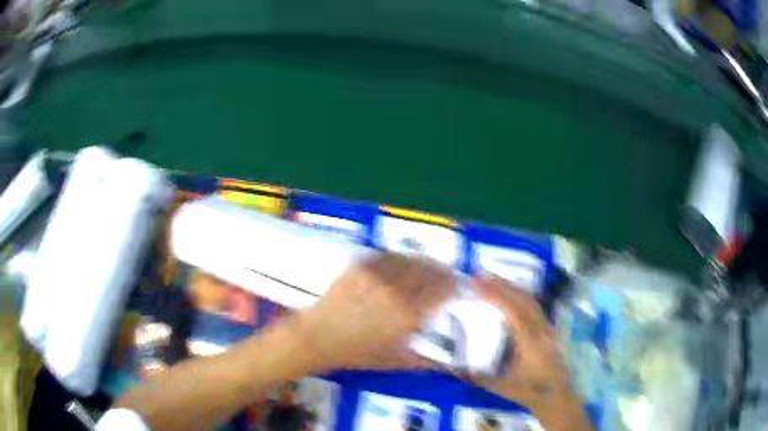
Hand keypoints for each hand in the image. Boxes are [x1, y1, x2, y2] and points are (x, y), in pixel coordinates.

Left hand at [295, 253, 454, 370]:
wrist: (317, 337)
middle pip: (431, 271)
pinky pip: (391, 256)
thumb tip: (449, 362)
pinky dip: (404, 259)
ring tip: (430, 269)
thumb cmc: (356, 353)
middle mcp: (396, 289)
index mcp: (408, 314)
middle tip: (447, 278)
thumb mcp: (395, 361)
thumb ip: (425, 360)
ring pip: (412, 260)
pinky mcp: (362, 265)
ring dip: (426, 264)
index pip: (442, 291)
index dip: (454, 287)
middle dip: (443, 273)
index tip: (459, 288)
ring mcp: (378, 274)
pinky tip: (405, 264)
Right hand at [469, 276, 591, 429]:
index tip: (478, 284)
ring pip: (531, 300)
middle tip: (480, 274)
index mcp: (530, 343)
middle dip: (503, 284)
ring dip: (512, 287)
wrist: (557, 396)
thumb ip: (477, 377)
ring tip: (493, 279)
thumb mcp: (501, 388)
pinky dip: (520, 295)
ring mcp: (548, 328)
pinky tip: (510, 295)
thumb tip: (451, 367)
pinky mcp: (549, 329)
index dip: (496, 296)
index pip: (514, 312)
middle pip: (524, 300)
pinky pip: (534, 306)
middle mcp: (541, 330)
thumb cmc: (529, 392)